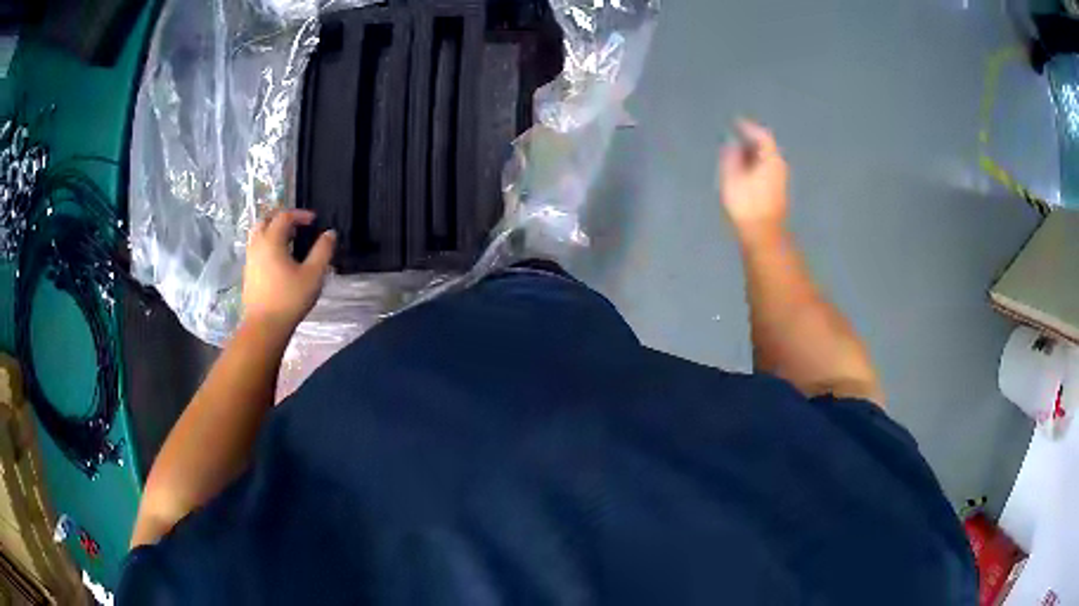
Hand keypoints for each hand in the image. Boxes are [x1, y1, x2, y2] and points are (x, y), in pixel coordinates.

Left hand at [242, 210, 335, 331]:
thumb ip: (323, 251)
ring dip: (273, 230)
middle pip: (265, 220)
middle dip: (281, 217)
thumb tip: (330, 233)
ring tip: (288, 240)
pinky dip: (267, 244)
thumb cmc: (289, 299)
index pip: (284, 216)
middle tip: (297, 224)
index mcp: (271, 241)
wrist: (264, 327)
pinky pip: (256, 248)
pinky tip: (279, 259)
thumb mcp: (313, 275)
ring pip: (258, 234)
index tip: (313, 220)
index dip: (299, 214)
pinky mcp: (248, 273)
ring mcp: (250, 260)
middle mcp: (257, 245)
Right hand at [719, 120, 788, 243]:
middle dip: (751, 141)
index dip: (748, 127)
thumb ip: (731, 157)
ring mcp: (780, 181)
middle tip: (735, 136)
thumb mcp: (732, 177)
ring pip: (766, 159)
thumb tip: (732, 144)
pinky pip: (766, 170)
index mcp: (770, 159)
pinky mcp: (777, 193)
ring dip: (752, 154)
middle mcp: (779, 166)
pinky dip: (755, 165)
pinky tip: (744, 171)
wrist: (763, 236)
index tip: (736, 122)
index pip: (761, 136)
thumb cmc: (746, 204)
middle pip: (766, 147)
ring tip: (737, 153)